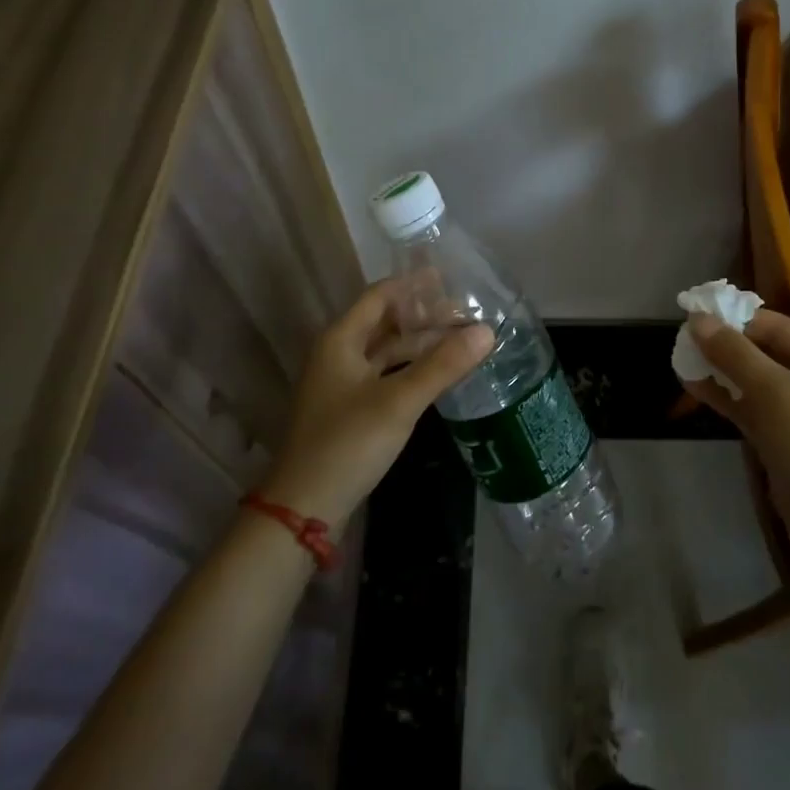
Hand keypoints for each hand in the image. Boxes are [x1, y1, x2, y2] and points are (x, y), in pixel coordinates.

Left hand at [262, 278, 493, 527]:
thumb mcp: (399, 402)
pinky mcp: (348, 410)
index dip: (414, 285)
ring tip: (460, 342)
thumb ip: (443, 365)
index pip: (381, 295)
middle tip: (466, 315)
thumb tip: (487, 330)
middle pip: (385, 322)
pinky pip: (384, 375)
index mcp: (340, 340)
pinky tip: (437, 375)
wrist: (302, 509)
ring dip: (420, 344)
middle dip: (424, 317)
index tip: (452, 280)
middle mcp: (337, 354)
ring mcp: (341, 384)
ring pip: (386, 351)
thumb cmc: (347, 444)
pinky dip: (410, 369)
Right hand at [682, 309, 789, 539]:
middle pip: (768, 352)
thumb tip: (697, 319)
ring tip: (682, 358)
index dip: (737, 318)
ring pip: (758, 382)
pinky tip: (695, 387)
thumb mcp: (773, 392)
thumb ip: (734, 353)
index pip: (779, 327)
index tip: (696, 312)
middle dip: (727, 345)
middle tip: (685, 337)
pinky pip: (755, 409)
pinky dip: (728, 398)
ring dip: (722, 371)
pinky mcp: (789, 443)